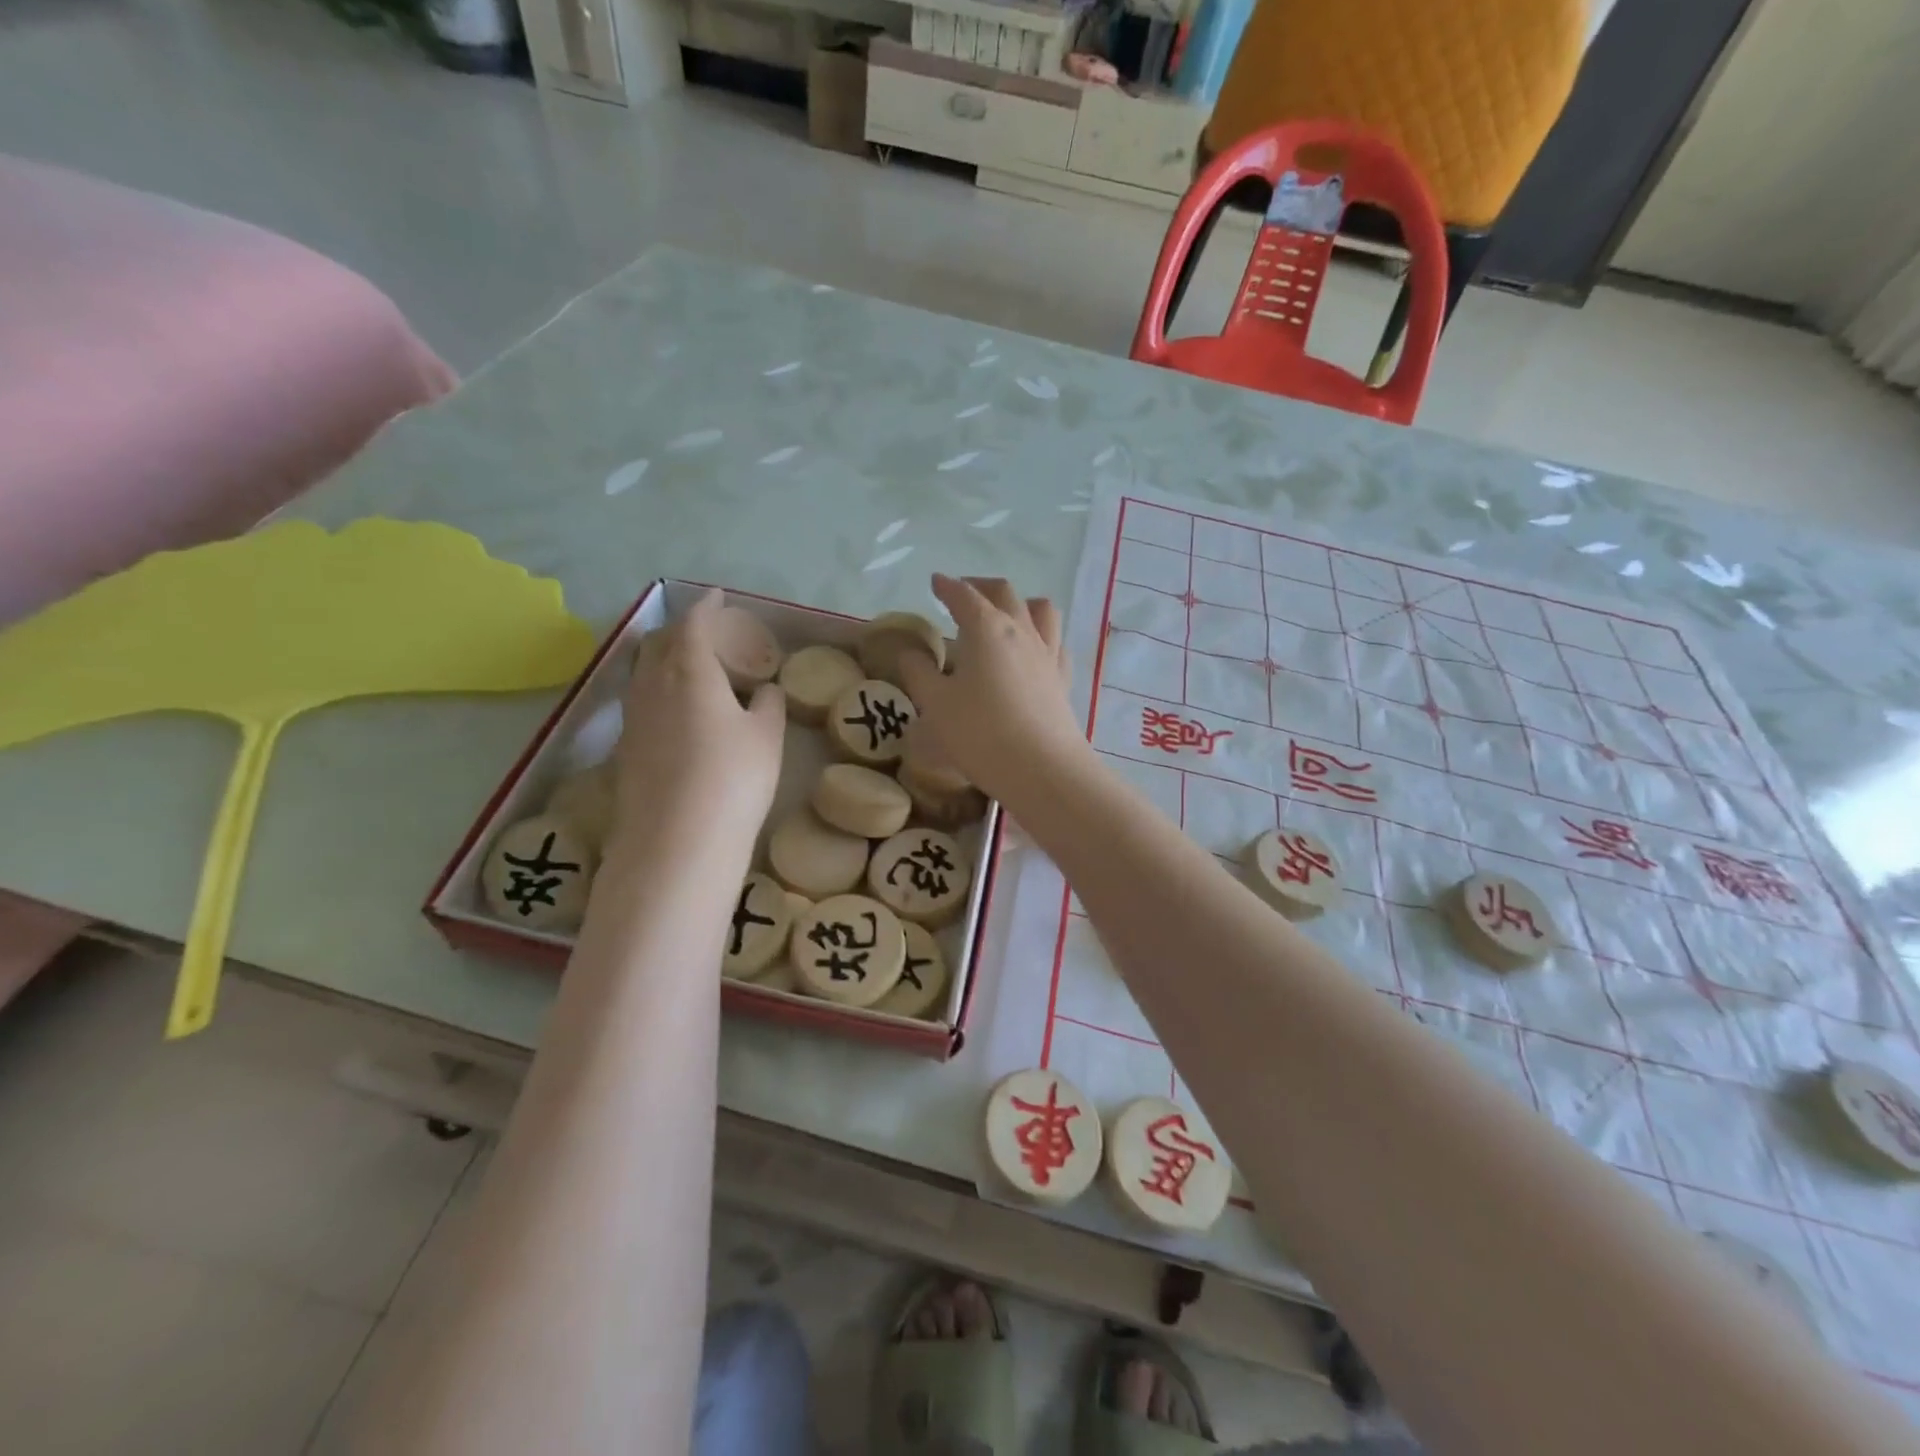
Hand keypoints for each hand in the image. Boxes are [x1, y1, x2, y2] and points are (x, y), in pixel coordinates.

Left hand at [611, 590, 785, 851]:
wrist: (677, 843)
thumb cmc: (733, 779)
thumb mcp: (767, 737)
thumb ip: (767, 704)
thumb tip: (763, 689)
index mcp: (689, 671)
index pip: (693, 625)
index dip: (706, 607)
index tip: (716, 596)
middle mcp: (652, 686)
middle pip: (659, 643)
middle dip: (682, 630)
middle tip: (707, 633)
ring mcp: (633, 719)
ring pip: (644, 672)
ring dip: (665, 660)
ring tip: (689, 667)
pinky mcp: (624, 750)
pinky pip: (640, 702)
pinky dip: (658, 691)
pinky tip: (675, 711)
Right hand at [897, 575, 1087, 802]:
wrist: (1041, 769)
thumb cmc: (980, 733)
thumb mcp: (935, 704)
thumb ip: (919, 672)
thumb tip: (910, 652)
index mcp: (987, 628)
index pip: (964, 595)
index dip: (947, 586)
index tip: (935, 582)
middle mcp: (1021, 630)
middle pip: (1004, 593)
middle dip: (981, 586)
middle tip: (964, 593)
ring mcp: (1047, 653)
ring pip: (1041, 609)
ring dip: (1020, 602)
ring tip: (1006, 612)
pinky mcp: (1063, 678)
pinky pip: (1056, 643)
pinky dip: (1042, 635)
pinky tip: (1034, 649)